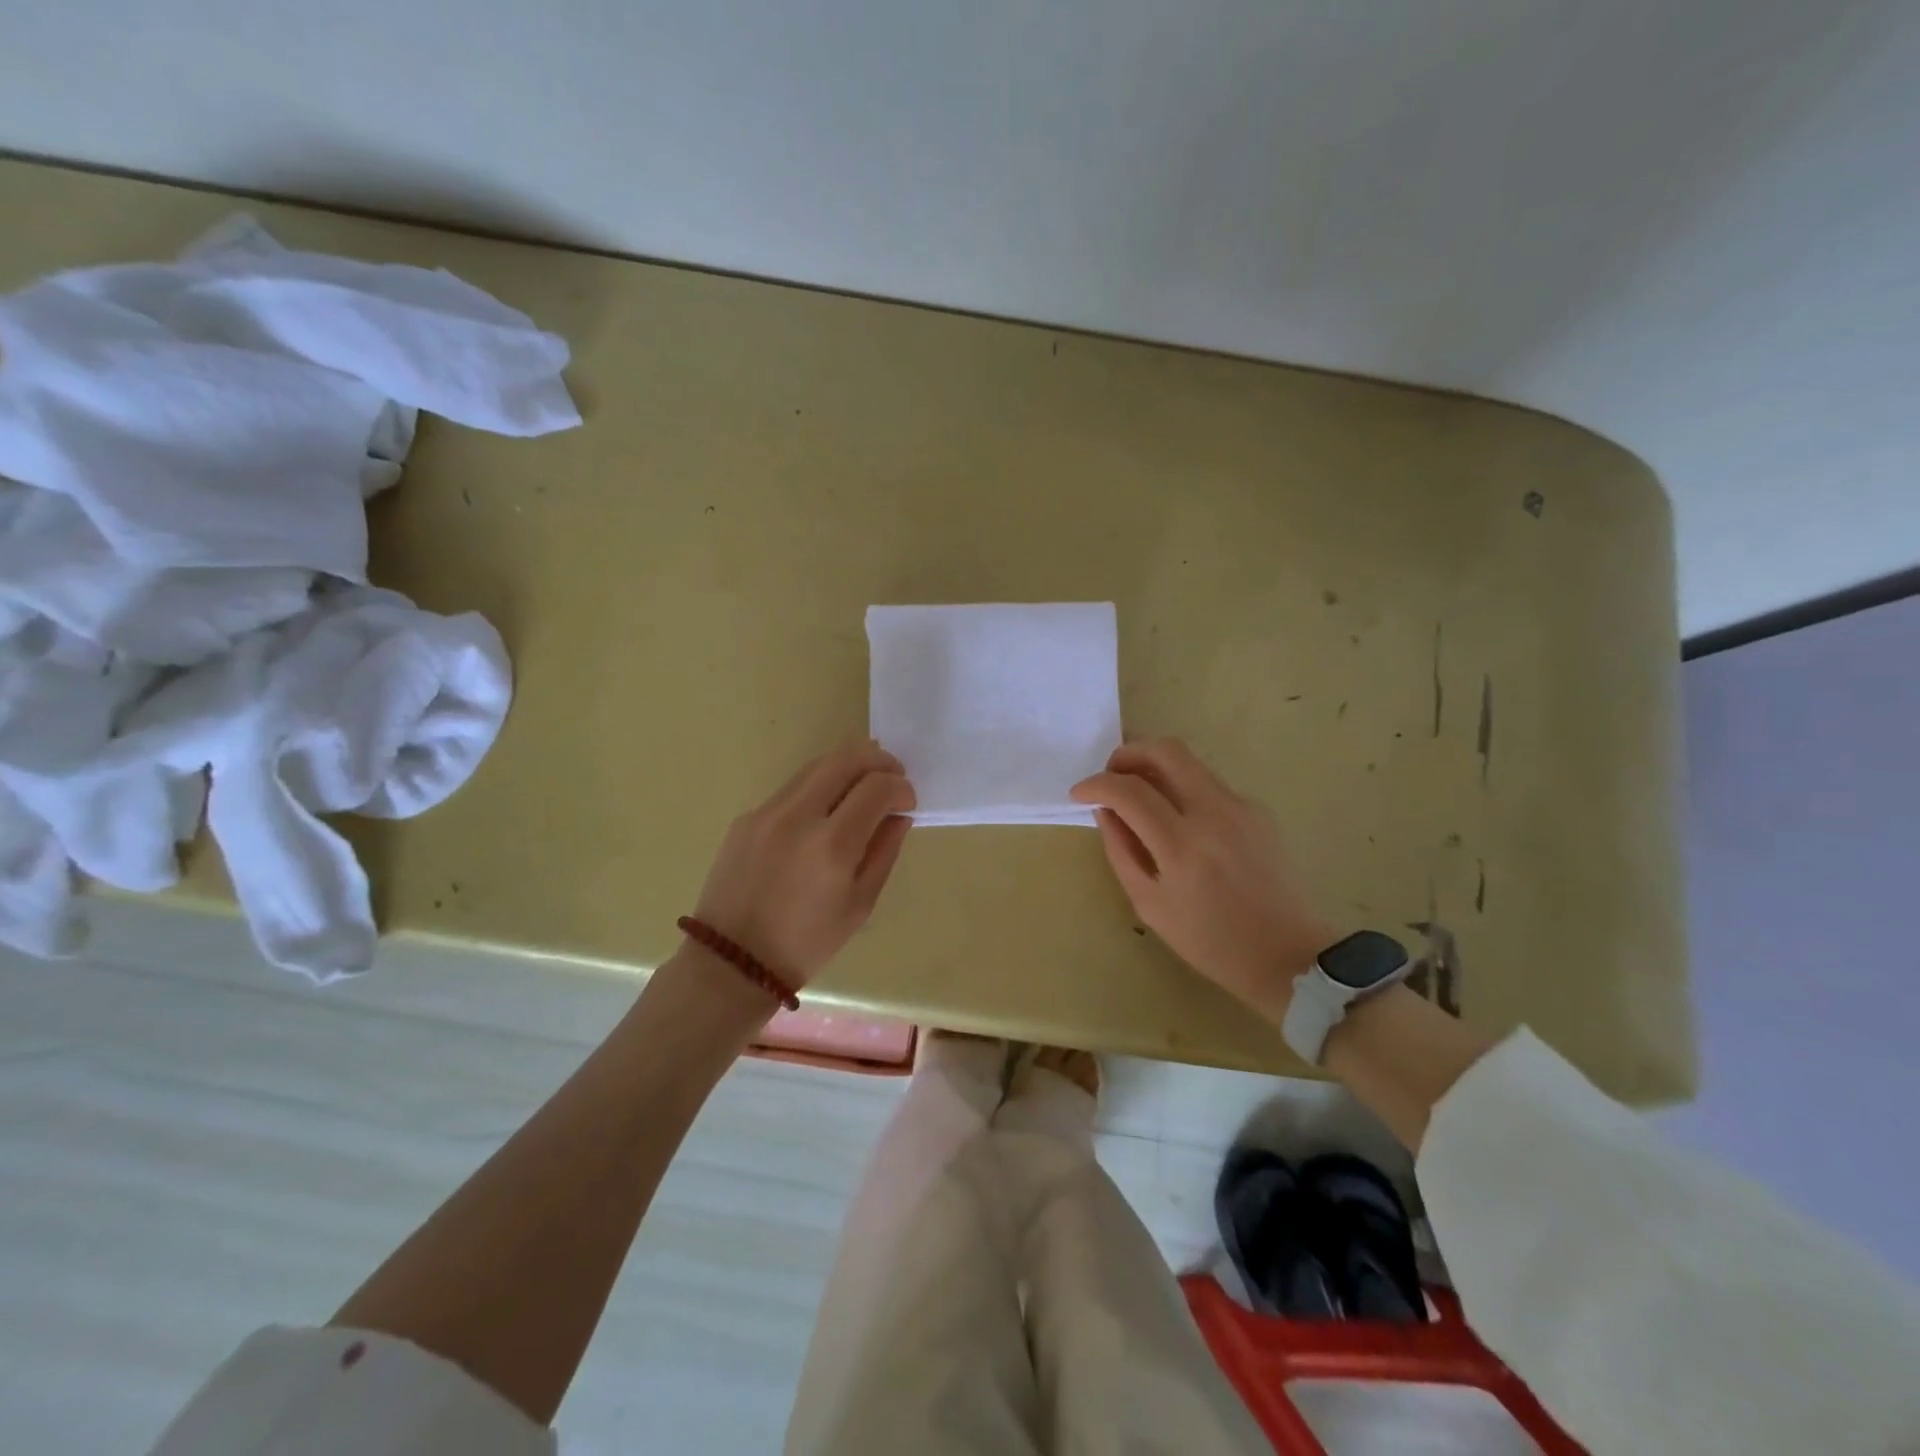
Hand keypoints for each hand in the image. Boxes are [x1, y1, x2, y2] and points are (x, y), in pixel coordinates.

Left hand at [692, 741, 914, 984]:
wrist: (733, 962)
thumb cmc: (807, 943)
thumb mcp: (860, 904)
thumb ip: (884, 851)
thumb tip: (899, 815)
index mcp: (832, 845)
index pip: (877, 787)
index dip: (901, 787)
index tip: (908, 802)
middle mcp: (797, 816)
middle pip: (845, 759)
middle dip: (877, 760)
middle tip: (893, 775)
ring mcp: (766, 812)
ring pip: (815, 766)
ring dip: (848, 767)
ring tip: (865, 783)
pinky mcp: (747, 817)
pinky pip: (791, 789)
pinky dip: (819, 787)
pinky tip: (827, 809)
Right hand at [1071, 739, 1333, 1019]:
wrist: (1286, 954)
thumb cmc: (1210, 941)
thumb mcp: (1149, 904)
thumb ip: (1121, 850)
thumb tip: (1105, 811)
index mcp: (1182, 845)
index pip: (1129, 790)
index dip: (1096, 785)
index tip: (1079, 793)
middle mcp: (1214, 813)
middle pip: (1165, 751)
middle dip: (1128, 753)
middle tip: (1110, 776)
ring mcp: (1241, 806)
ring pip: (1189, 761)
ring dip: (1154, 767)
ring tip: (1137, 796)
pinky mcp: (1257, 810)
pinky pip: (1209, 784)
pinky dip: (1182, 789)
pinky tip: (1178, 821)